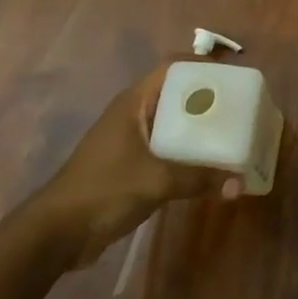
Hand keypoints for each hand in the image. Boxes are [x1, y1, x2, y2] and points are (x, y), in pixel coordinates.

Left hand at [32, 61, 242, 269]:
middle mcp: (133, 114)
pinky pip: (167, 148)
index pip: (173, 67)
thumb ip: (199, 179)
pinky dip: (188, 151)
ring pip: (173, 123)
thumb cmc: (103, 190)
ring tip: (234, 133)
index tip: (233, 75)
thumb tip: (240, 183)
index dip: (203, 64)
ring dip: (199, 127)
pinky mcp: (131, 164)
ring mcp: (130, 140)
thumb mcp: (156, 182)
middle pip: (177, 93)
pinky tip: (210, 163)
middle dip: (209, 97)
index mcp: (134, 103)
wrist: (56, 233)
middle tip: (242, 106)